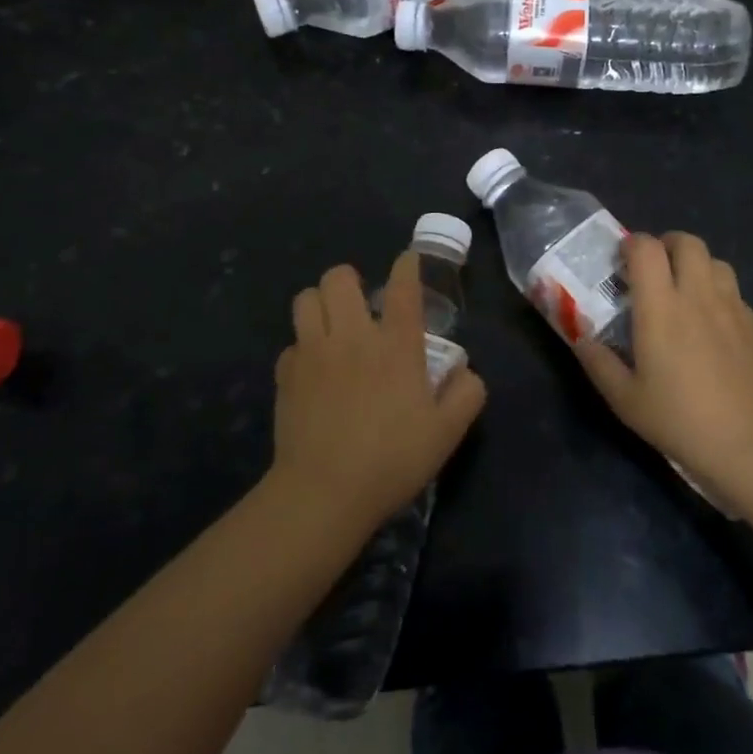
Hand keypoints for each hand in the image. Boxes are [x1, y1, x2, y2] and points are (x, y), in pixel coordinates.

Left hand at [270, 252, 486, 529]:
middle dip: (350, 281)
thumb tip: (466, 372)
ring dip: (320, 304)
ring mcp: (313, 352)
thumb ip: (466, 394)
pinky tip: (314, 371)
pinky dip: (303, 348)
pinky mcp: (286, 375)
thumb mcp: (447, 433)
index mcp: (395, 344)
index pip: (403, 287)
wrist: (324, 493)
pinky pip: (291, 344)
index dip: (407, 266)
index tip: (408, 260)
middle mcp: (352, 336)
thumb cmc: (392, 459)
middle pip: (339, 278)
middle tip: (361, 305)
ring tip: (332, 326)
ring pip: (306, 299)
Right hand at [573, 232, 752, 496]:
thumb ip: (599, 363)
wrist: (750, 443)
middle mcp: (698, 295)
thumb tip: (581, 338)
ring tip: (682, 290)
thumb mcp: (626, 400)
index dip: (632, 244)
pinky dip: (716, 291)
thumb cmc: (680, 419)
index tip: (621, 261)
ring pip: (714, 260)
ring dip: (695, 264)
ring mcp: (731, 306)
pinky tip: (709, 322)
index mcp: (661, 307)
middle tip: (652, 269)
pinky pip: (733, 289)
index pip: (647, 248)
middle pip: (686, 242)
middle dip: (666, 244)